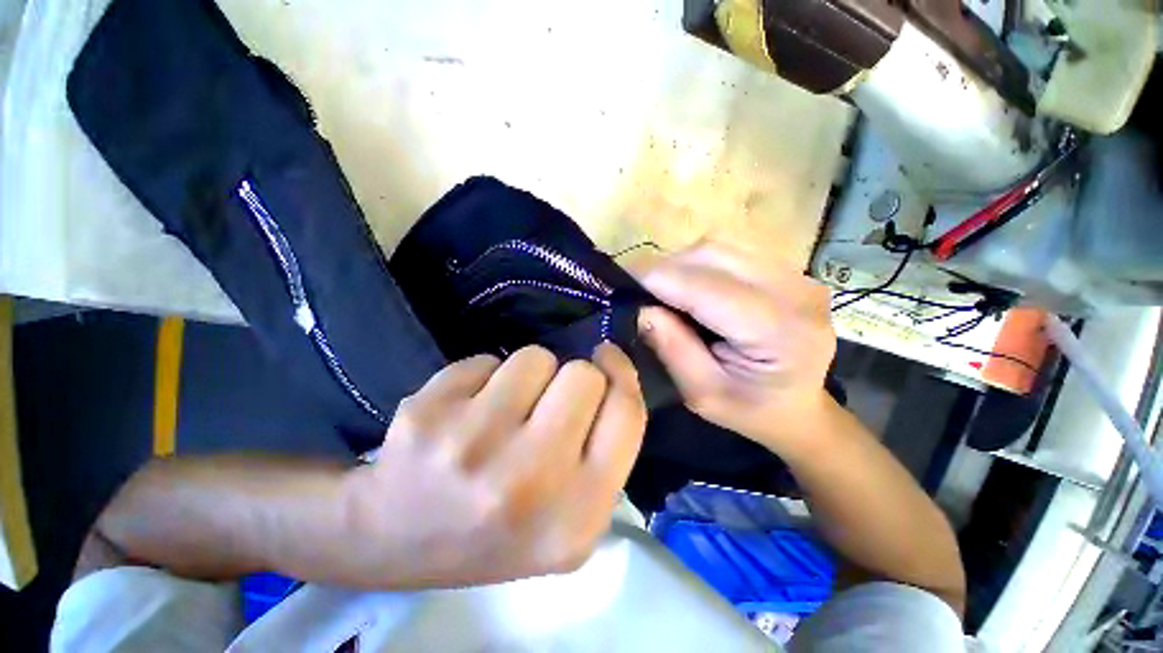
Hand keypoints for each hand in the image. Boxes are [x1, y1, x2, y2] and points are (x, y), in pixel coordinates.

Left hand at [340, 344, 645, 588]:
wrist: (393, 541)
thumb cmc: (497, 529)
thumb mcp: (572, 519)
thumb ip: (606, 454)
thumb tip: (615, 377)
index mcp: (577, 515)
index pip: (627, 414)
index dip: (623, 374)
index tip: (607, 358)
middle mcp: (529, 481)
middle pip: (583, 375)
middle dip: (572, 378)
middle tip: (546, 404)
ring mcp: (472, 445)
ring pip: (535, 357)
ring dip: (526, 376)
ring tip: (501, 413)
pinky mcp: (429, 414)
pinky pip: (486, 360)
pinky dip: (483, 378)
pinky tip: (462, 414)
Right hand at [637, 242, 834, 449]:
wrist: (799, 407)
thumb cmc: (750, 411)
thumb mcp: (702, 393)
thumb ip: (672, 348)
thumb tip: (639, 308)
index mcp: (779, 331)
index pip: (706, 288)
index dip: (657, 280)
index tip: (619, 284)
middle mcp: (795, 291)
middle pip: (712, 256)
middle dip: (665, 270)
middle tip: (638, 292)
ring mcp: (796, 274)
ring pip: (718, 248)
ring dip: (680, 264)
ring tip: (662, 291)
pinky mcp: (787, 269)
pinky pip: (729, 252)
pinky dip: (698, 265)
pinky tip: (690, 288)